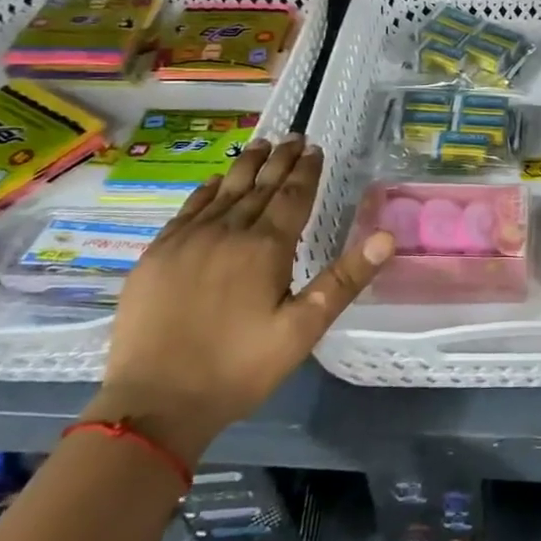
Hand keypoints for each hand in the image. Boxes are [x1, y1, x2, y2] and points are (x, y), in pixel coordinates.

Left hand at [84, 136, 393, 463]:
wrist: (154, 403)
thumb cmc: (238, 369)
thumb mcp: (302, 330)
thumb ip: (344, 279)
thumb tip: (386, 237)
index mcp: (265, 248)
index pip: (292, 197)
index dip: (306, 171)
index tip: (315, 148)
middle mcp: (227, 232)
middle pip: (260, 186)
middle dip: (280, 160)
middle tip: (294, 136)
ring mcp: (187, 241)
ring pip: (224, 191)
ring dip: (246, 166)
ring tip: (261, 145)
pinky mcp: (157, 255)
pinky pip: (188, 209)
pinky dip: (207, 191)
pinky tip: (216, 181)